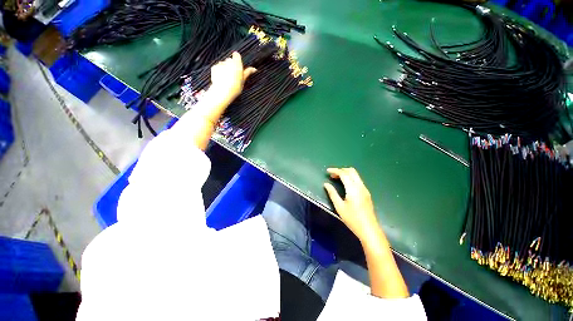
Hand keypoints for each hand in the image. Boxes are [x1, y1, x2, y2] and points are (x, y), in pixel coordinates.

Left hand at [210, 52, 256, 105]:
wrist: (223, 92)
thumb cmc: (235, 87)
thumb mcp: (243, 80)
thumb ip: (247, 72)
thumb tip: (254, 69)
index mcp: (237, 63)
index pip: (236, 55)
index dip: (237, 59)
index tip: (238, 66)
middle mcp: (228, 61)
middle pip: (230, 60)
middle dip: (231, 65)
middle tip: (234, 76)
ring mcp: (220, 64)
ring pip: (223, 64)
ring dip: (225, 68)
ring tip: (227, 79)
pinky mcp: (214, 67)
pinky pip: (217, 67)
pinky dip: (219, 71)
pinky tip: (222, 79)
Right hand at [324, 168, 380, 242]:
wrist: (369, 230)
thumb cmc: (352, 219)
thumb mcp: (339, 206)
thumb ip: (332, 193)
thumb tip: (326, 184)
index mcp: (353, 188)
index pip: (344, 174)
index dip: (335, 170)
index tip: (327, 171)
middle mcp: (360, 186)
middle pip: (351, 171)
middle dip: (341, 170)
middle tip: (332, 175)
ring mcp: (365, 189)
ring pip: (356, 175)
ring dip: (346, 173)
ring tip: (337, 179)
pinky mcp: (367, 193)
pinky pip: (358, 180)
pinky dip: (350, 178)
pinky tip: (345, 185)